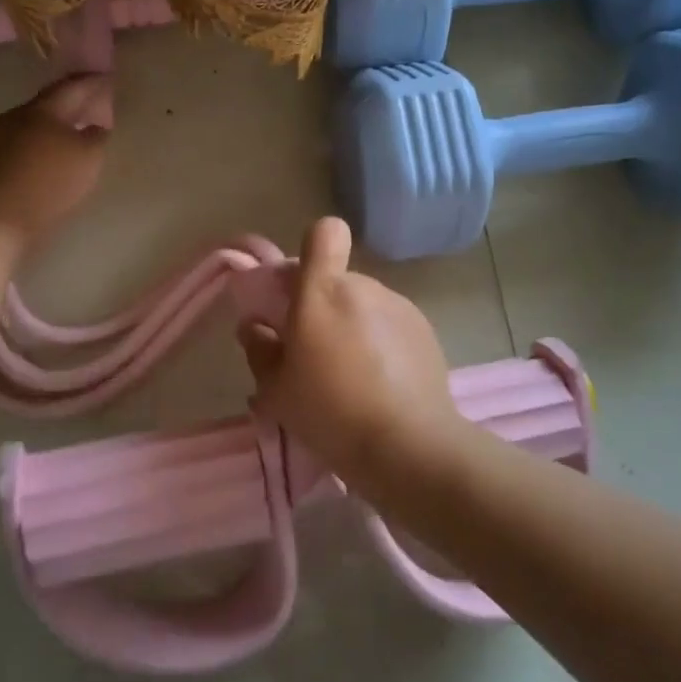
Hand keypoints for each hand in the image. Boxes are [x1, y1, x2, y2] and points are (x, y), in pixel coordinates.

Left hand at [0, 75, 111, 243]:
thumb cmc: (47, 181)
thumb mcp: (88, 158)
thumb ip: (96, 138)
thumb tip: (95, 127)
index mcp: (44, 109)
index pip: (72, 87)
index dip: (92, 82)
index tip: (108, 79)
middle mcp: (16, 117)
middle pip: (48, 106)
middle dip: (71, 106)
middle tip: (92, 108)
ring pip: (31, 128)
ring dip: (52, 131)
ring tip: (72, 140)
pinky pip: (19, 150)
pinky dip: (37, 151)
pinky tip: (47, 164)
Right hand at [237, 217, 470, 483]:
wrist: (408, 446)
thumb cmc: (330, 413)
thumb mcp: (277, 391)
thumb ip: (261, 350)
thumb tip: (255, 326)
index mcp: (322, 292)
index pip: (324, 234)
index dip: (313, 250)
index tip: (298, 290)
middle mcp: (363, 288)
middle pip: (339, 279)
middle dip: (324, 305)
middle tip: (315, 352)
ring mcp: (399, 307)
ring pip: (365, 304)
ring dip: (354, 326)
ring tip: (352, 376)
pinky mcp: (425, 331)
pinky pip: (391, 324)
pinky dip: (382, 343)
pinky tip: (382, 384)